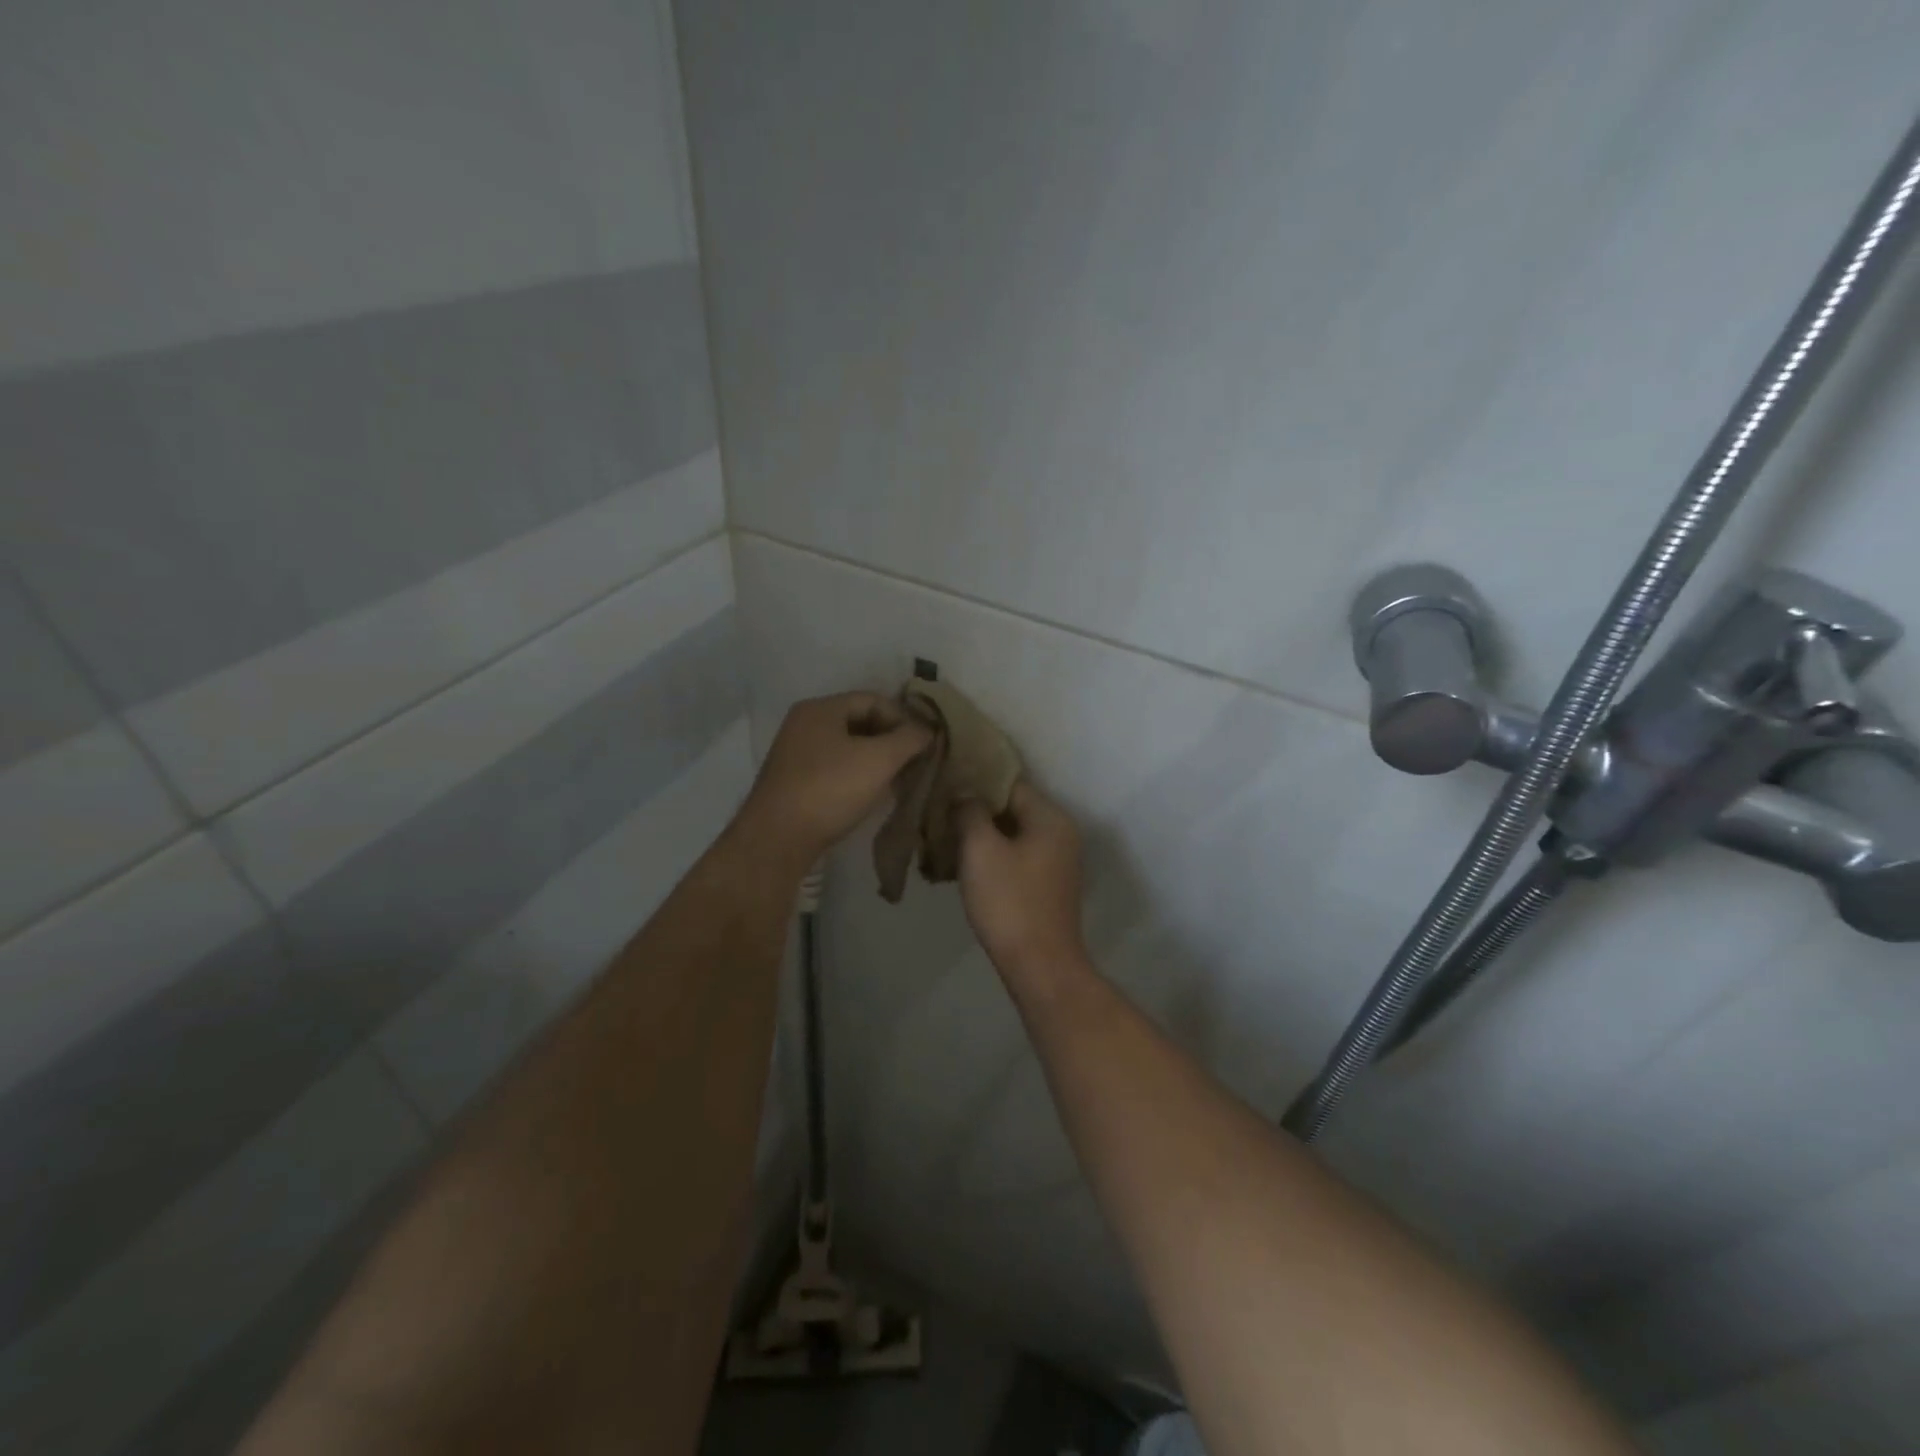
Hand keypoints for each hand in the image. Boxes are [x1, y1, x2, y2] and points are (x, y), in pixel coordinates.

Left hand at [734, 692, 932, 869]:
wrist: (777, 839)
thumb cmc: (830, 789)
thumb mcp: (879, 760)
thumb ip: (909, 739)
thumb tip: (927, 731)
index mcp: (820, 709)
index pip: (873, 699)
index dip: (903, 718)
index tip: (924, 744)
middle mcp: (804, 724)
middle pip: (859, 721)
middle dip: (891, 740)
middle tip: (915, 762)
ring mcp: (795, 754)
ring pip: (847, 747)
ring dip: (876, 760)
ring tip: (899, 780)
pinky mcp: (793, 782)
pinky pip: (834, 768)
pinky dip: (857, 775)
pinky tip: (872, 795)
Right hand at [955, 781, 1087, 978]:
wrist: (1040, 965)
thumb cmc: (1010, 902)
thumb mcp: (981, 850)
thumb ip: (971, 812)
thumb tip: (966, 796)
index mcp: (1050, 817)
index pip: (1010, 783)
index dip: (976, 782)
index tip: (945, 786)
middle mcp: (1061, 833)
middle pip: (1013, 808)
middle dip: (977, 811)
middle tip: (940, 815)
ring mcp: (1059, 861)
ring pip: (1013, 835)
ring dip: (983, 836)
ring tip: (946, 840)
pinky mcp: (1049, 886)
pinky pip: (1018, 858)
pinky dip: (994, 857)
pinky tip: (965, 867)